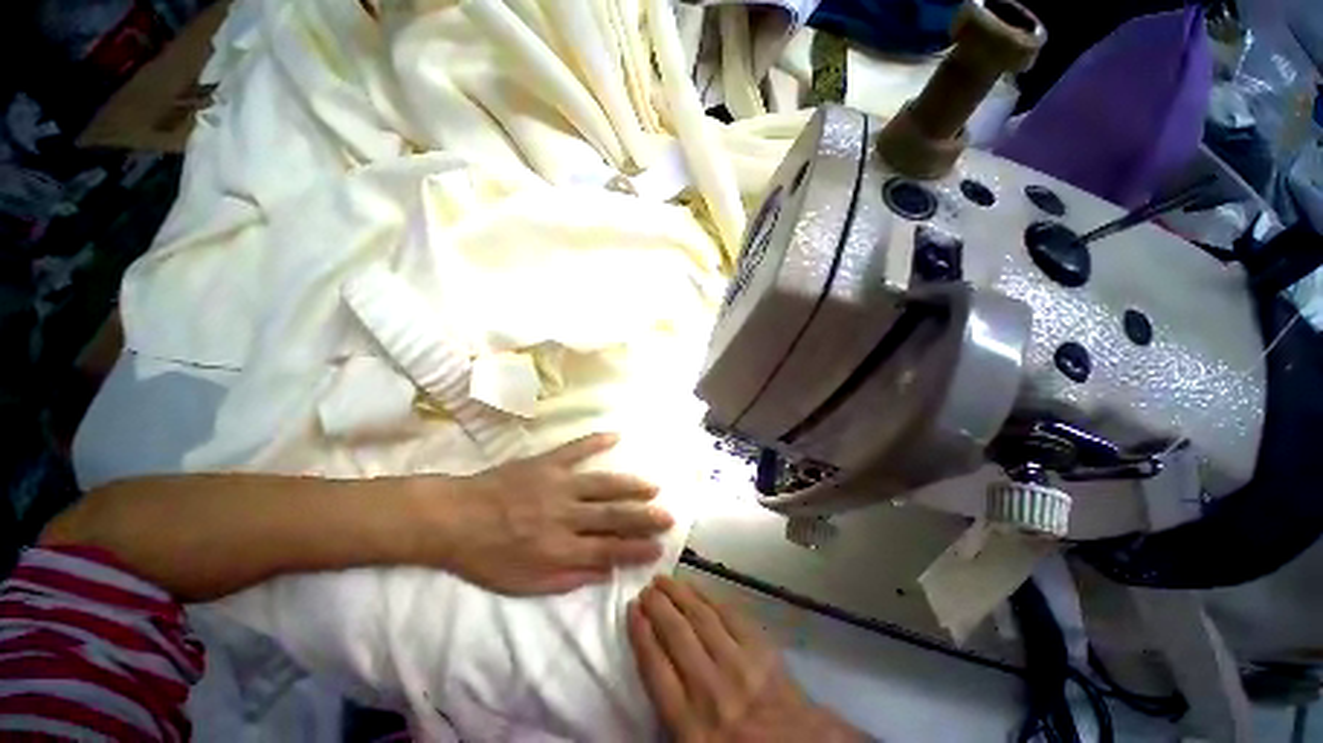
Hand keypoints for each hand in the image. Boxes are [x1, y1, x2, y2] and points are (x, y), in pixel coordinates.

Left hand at [429, 433, 672, 594]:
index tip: (658, 548)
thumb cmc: (485, 556)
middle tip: (668, 516)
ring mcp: (557, 485)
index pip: (607, 551)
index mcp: (557, 549)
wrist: (453, 518)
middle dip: (643, 518)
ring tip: (652, 487)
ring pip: (601, 485)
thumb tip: (605, 573)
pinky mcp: (546, 463)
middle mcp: (563, 516)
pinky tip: (615, 435)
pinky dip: (595, 441)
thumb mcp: (522, 584)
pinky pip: (575, 450)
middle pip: (612, 517)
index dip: (635, 550)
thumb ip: (566, 580)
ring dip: (629, 486)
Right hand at [628, 575, 864, 742]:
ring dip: (679, 594)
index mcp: (691, 725)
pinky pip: (729, 615)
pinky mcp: (761, 650)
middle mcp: (711, 690)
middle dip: (657, 606)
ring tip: (664, 580)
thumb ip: (671, 721)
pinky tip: (697, 587)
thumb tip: (655, 675)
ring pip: (700, 618)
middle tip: (646, 588)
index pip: (655, 668)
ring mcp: (739, 665)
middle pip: (676, 635)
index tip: (632, 610)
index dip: (641, 634)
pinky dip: (709, 597)